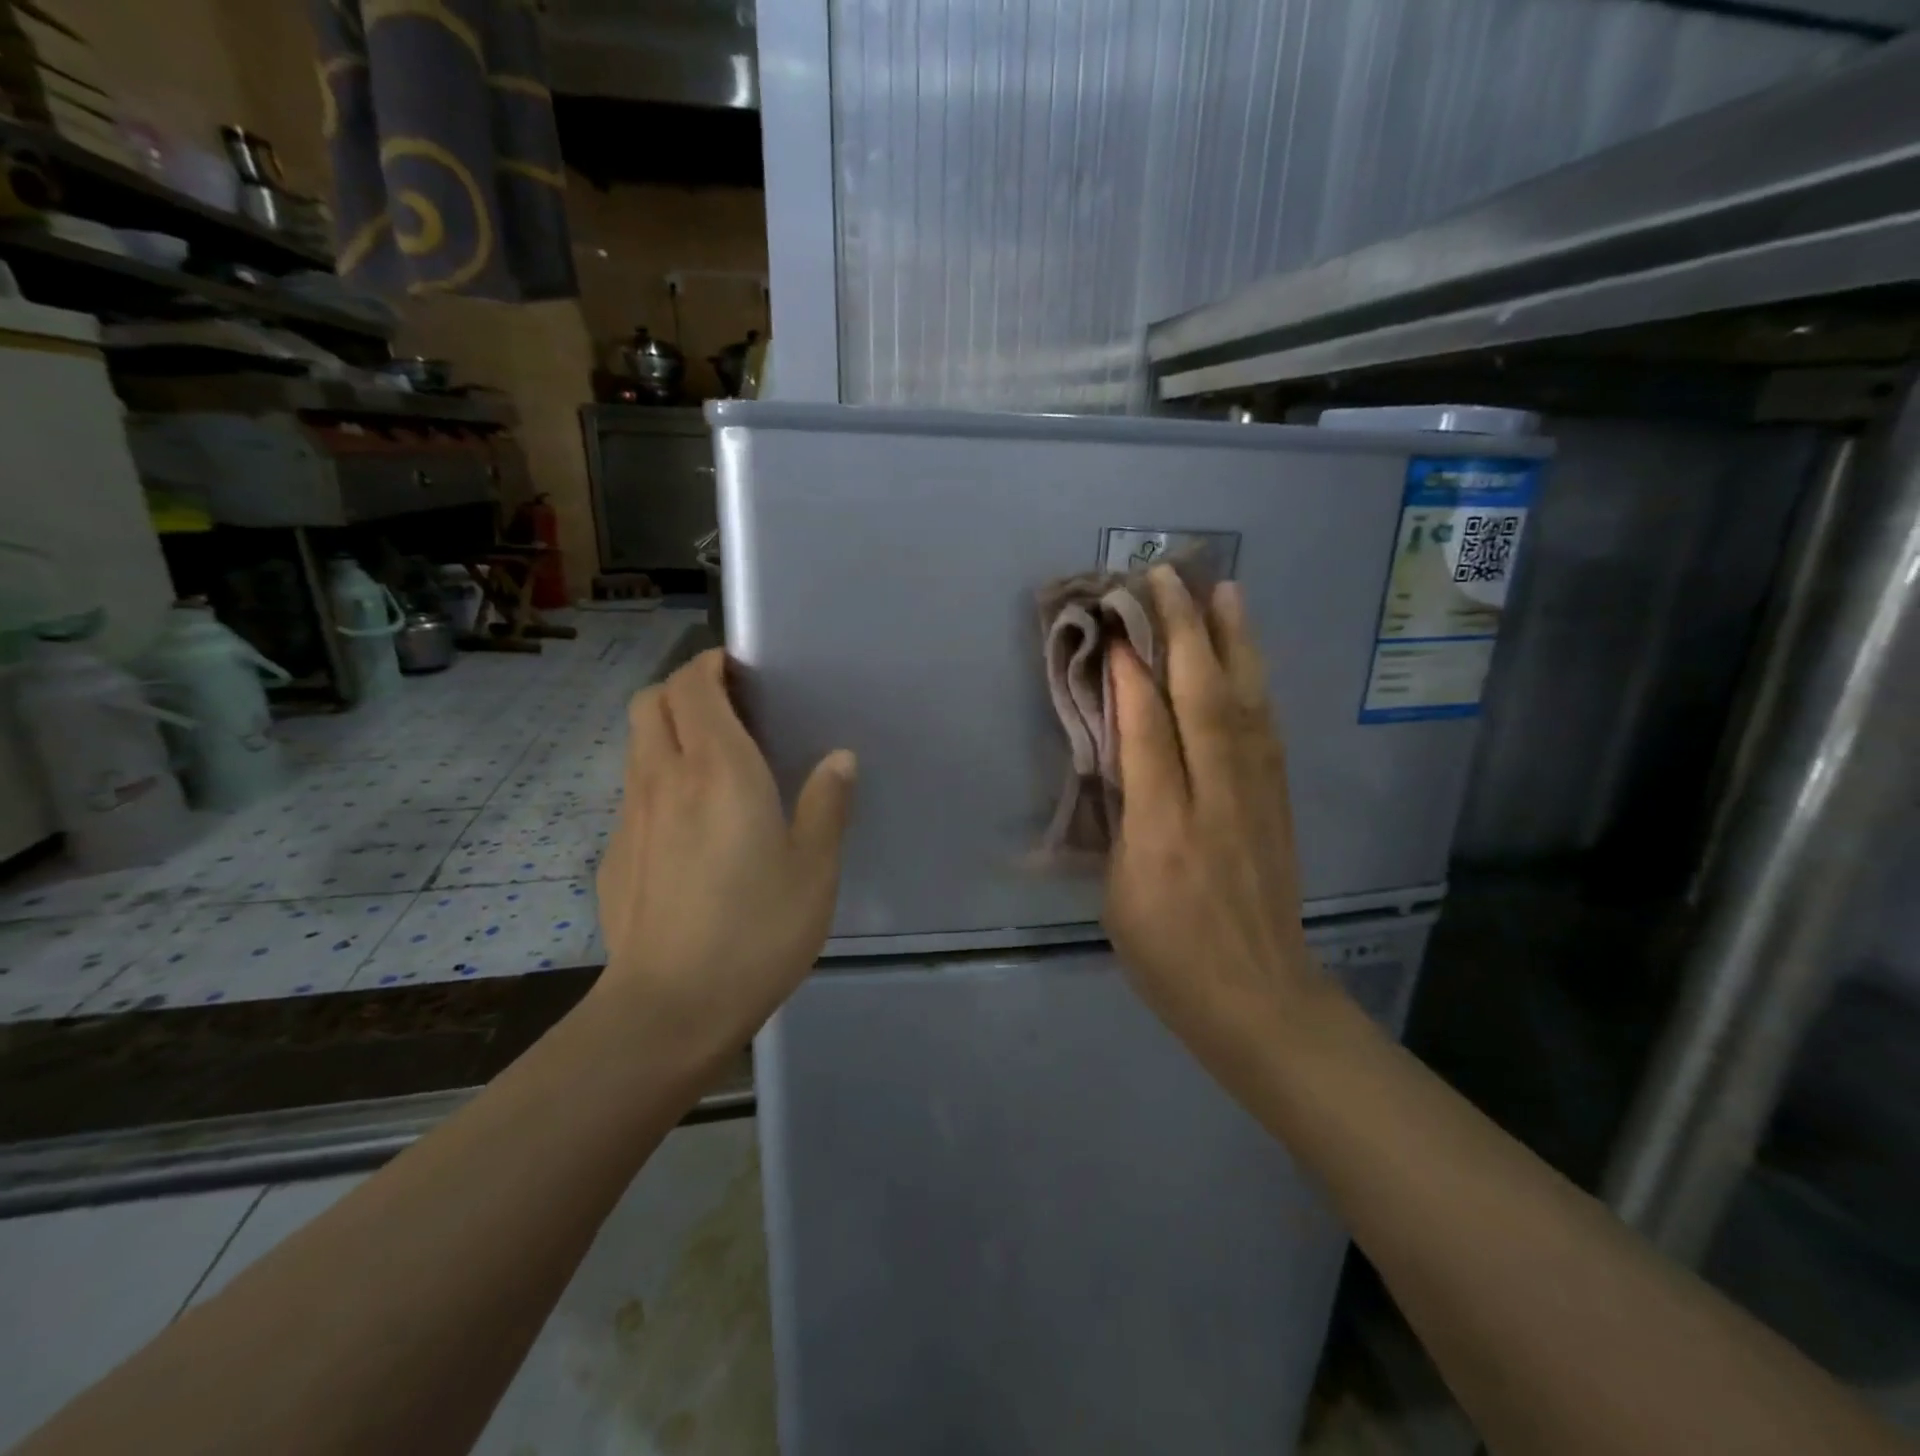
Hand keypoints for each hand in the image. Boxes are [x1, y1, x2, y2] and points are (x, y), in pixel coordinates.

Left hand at [594, 649, 855, 1054]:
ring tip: (712, 762)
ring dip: (668, 730)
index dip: (711, 665)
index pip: (693, 685)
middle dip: (683, 688)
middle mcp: (665, 778)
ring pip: (637, 743)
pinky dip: (658, 778)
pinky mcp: (616, 852)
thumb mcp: (814, 870)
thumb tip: (839, 758)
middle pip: (650, 701)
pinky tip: (690, 826)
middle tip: (729, 709)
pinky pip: (633, 790)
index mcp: (719, 770)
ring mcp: (631, 815)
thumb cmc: (755, 931)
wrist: (670, 1008)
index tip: (741, 671)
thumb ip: (827, 805)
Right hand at [1104, 567, 1325, 1078]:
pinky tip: (1249, 656)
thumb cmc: (1168, 956)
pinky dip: (1256, 684)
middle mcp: (1215, 800)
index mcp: (1162, 830)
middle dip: (1184, 633)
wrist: (1258, 998)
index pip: (1147, 731)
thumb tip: (1125, 754)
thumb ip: (1124, 818)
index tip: (1118, 622)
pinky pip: (1268, 730)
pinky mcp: (1280, 803)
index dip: (1132, 673)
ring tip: (1224, 591)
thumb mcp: (1119, 894)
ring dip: (1233, 642)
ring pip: (1246, 704)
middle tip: (1167, 578)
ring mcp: (1257, 798)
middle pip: (1202, 700)